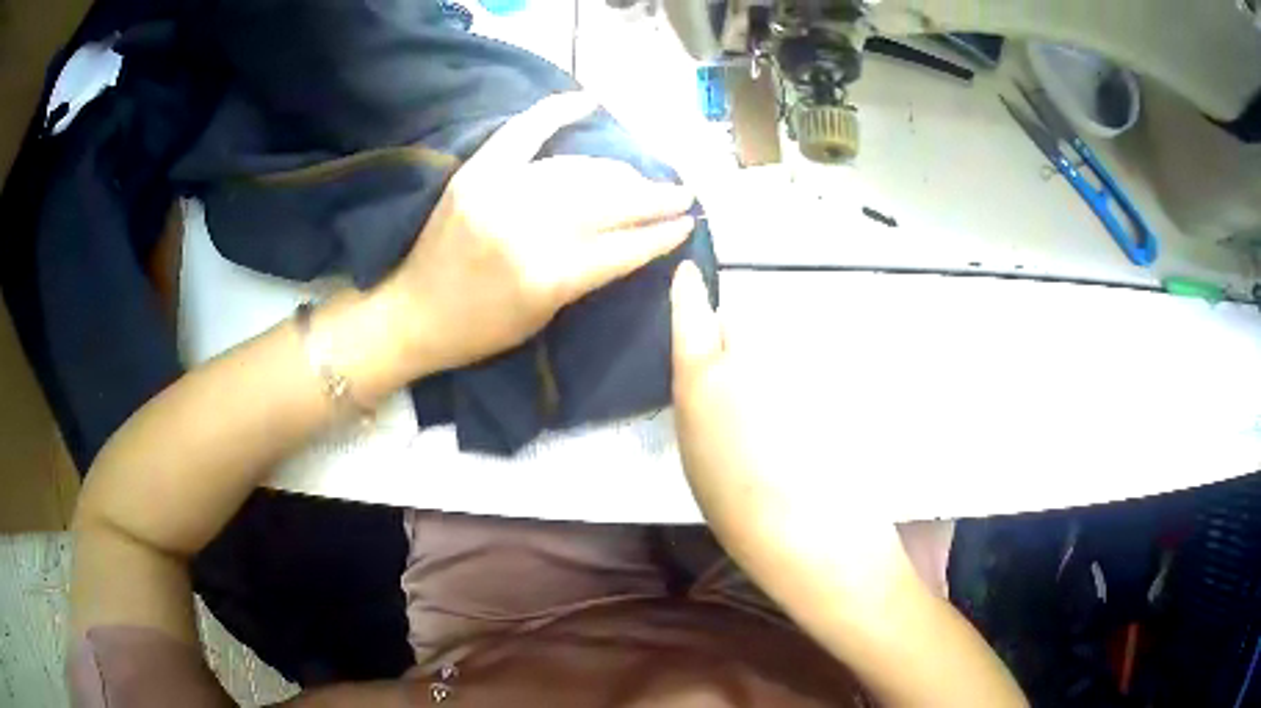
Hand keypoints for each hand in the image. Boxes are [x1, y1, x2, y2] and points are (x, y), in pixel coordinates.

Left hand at [380, 92, 695, 374]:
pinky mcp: (477, 172)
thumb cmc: (479, 331)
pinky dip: (556, 112)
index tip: (687, 223)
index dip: (660, 234)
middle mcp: (526, 229)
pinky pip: (523, 132)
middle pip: (606, 202)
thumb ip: (586, 275)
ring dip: (618, 171)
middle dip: (651, 198)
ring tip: (642, 176)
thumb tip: (629, 237)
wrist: (411, 313)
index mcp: (546, 277)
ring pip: (577, 170)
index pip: (622, 247)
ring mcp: (499, 193)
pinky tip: (589, 102)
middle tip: (678, 194)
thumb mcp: (543, 317)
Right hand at [669, 261, 915, 601]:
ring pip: (782, 335)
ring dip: (780, 357)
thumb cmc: (741, 509)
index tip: (690, 273)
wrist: (814, 531)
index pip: (693, 314)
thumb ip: (700, 399)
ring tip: (790, 406)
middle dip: (740, 338)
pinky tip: (819, 412)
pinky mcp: (836, 371)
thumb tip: (710, 372)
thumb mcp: (696, 454)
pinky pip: (816, 357)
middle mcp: (749, 355)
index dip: (689, 292)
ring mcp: (798, 359)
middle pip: (741, 317)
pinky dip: (814, 373)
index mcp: (704, 379)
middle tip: (751, 383)